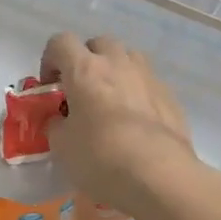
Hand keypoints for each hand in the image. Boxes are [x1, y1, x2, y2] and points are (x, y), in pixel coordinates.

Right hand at [40, 33, 197, 207]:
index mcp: (84, 69)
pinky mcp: (171, 97)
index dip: (50, 60)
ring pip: (128, 57)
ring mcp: (148, 77)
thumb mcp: (61, 145)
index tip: (49, 87)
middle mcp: (117, 63)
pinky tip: (135, 122)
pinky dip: (137, 93)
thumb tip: (61, 120)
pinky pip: (148, 83)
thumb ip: (57, 124)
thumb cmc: (100, 157)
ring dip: (115, 70)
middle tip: (80, 90)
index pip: (60, 42)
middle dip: (86, 60)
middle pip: (98, 43)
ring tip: (110, 100)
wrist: (159, 176)